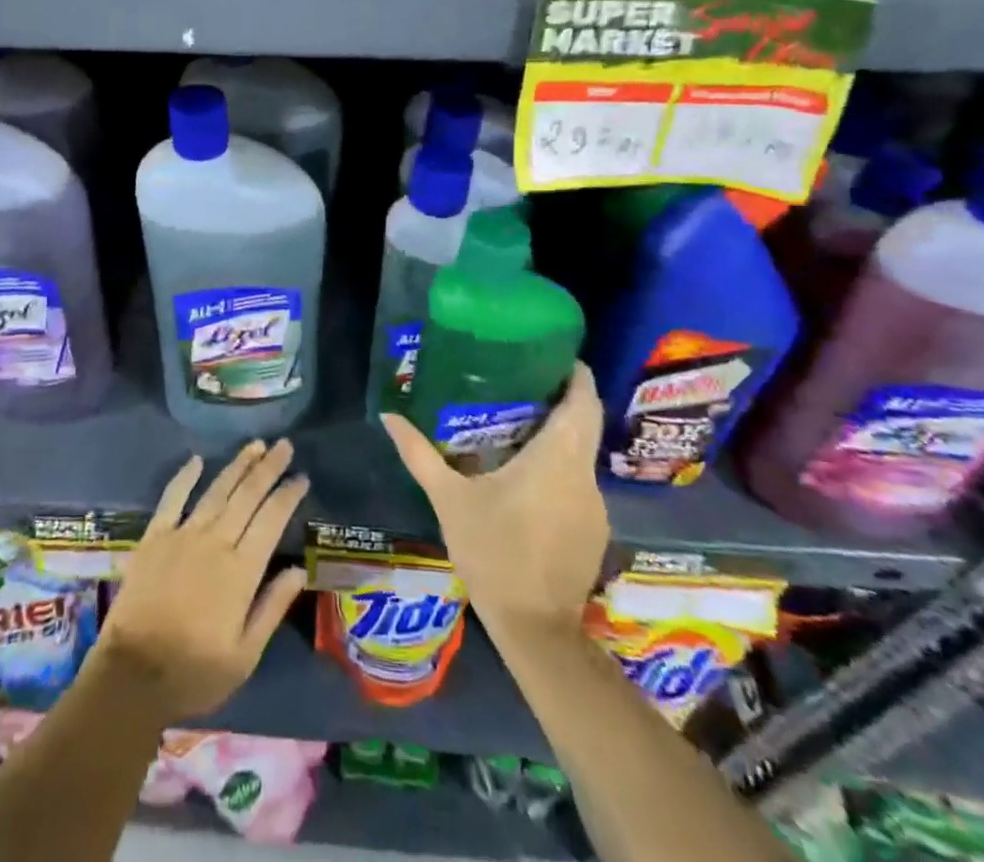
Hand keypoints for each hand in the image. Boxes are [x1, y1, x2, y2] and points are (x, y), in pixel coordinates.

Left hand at [90, 438, 309, 726]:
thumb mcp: (245, 655)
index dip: (288, 496)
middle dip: (268, 468)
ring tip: (255, 445)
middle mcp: (215, 542)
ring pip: (216, 491)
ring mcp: (182, 535)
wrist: (132, 675)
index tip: (302, 477)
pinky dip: (185, 476)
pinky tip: (196, 460)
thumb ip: (272, 607)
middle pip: (247, 496)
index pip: (272, 520)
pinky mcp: (155, 537)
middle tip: (285, 445)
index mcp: (241, 571)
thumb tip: (298, 569)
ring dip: (238, 466)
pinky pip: (172, 498)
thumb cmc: (194, 673)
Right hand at [380, 362, 608, 637]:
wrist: (534, 629)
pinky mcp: (594, 531)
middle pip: (584, 424)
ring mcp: (594, 506)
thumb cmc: (492, 551)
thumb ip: (419, 453)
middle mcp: (584, 475)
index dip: (576, 374)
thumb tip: (389, 416)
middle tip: (523, 381)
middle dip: (561, 399)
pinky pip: (579, 483)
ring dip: (559, 436)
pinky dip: (559, 468)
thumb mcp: (448, 498)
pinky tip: (528, 477)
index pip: (583, 401)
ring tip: (519, 424)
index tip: (553, 354)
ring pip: (581, 454)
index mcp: (556, 458)